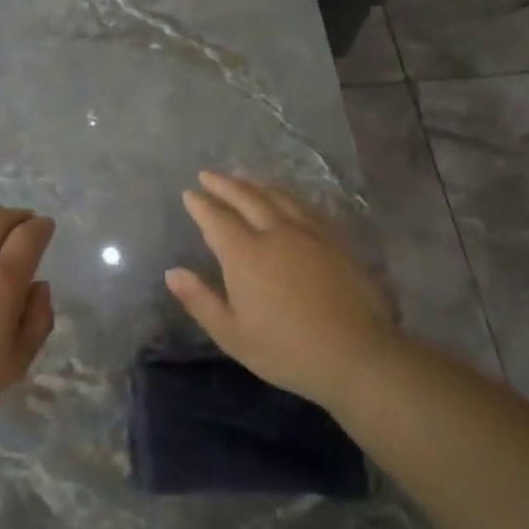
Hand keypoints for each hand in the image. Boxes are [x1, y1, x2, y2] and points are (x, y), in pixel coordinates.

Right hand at [166, 171, 399, 409]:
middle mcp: (275, 232)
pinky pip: (305, 205)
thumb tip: (172, 272)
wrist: (356, 353)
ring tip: (242, 176)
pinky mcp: (335, 239)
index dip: (201, 204)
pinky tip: (286, 198)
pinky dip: (286, 195)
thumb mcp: (232, 334)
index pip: (217, 219)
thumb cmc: (286, 350)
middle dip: (225, 184)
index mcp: (245, 254)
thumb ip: (200, 300)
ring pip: (278, 196)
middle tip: (209, 175)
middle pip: (247, 197)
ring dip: (255, 183)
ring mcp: (309, 232)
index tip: (189, 193)